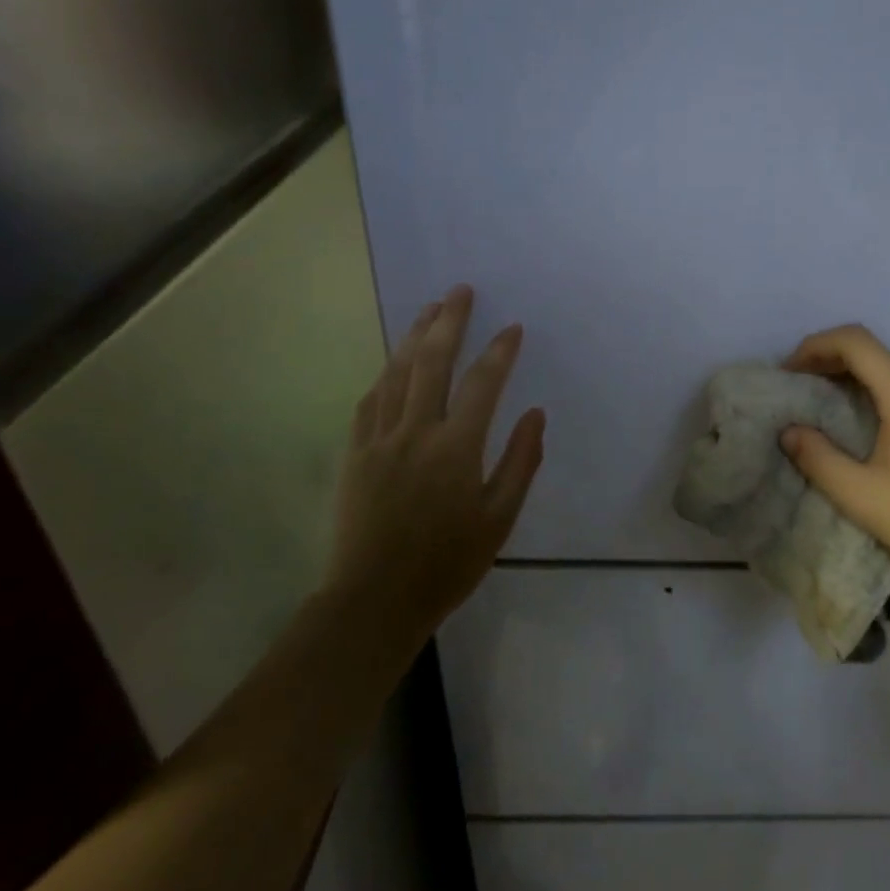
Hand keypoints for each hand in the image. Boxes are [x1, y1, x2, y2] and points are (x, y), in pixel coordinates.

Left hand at [331, 285, 544, 634]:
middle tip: (461, 291)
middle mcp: (415, 431)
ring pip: (396, 373)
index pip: (482, 384)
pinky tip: (394, 362)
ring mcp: (379, 439)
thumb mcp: (499, 519)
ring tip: (429, 310)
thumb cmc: (447, 563)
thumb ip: (521, 462)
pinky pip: (370, 399)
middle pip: (431, 362)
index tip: (512, 328)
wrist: (375, 599)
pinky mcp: (354, 452)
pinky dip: (386, 373)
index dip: (499, 352)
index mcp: (455, 448)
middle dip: (449, 322)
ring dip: (415, 336)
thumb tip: (535, 414)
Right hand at [780, 325, 889, 592]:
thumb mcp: (861, 496)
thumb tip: (790, 431)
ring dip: (860, 381)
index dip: (814, 347)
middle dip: (831, 365)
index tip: (789, 374)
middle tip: (802, 394)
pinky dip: (887, 395)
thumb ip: (818, 458)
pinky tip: (878, 432)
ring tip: (833, 414)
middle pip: (876, 354)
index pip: (854, 341)